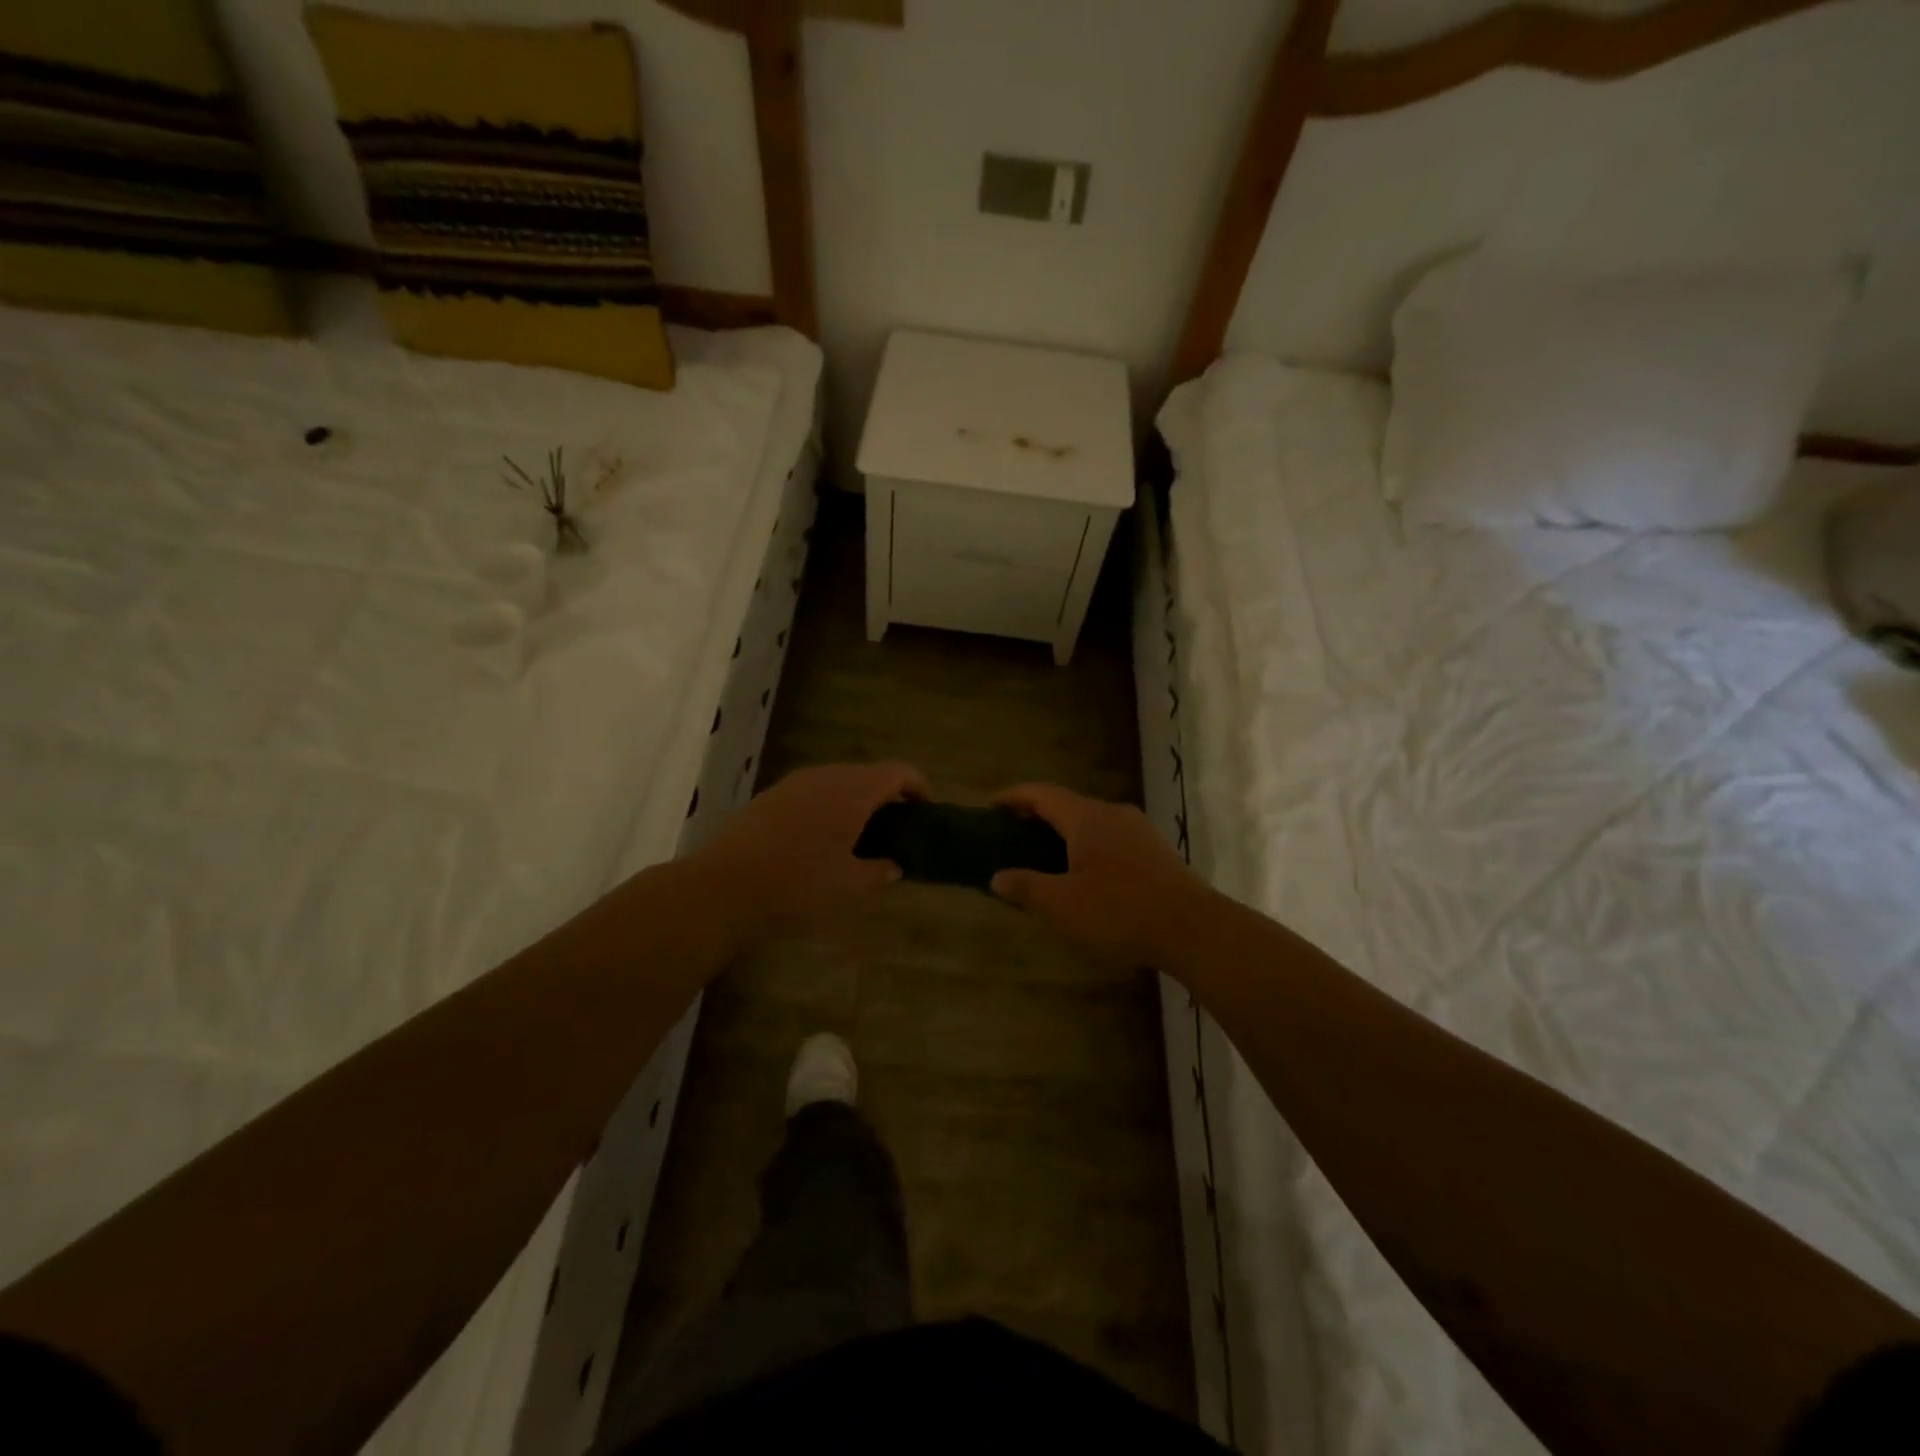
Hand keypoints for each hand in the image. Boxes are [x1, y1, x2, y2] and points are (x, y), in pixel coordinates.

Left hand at [695, 761, 926, 942]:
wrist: (725, 887)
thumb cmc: (799, 885)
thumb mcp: (850, 886)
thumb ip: (879, 873)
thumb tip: (894, 866)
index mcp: (853, 790)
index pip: (898, 772)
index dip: (918, 788)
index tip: (925, 812)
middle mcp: (826, 776)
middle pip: (867, 775)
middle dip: (886, 798)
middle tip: (895, 831)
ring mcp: (794, 784)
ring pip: (837, 783)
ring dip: (855, 803)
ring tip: (859, 838)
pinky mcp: (770, 798)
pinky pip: (812, 794)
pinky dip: (827, 809)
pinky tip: (820, 843)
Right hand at [990, 783, 1210, 966]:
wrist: (1192, 928)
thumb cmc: (1119, 911)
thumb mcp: (1063, 904)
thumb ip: (1027, 887)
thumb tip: (996, 877)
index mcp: (1086, 817)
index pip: (1042, 794)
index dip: (1014, 797)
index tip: (991, 806)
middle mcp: (1113, 813)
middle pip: (1067, 804)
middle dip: (1037, 815)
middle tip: (1012, 834)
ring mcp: (1138, 830)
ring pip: (1091, 821)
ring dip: (1064, 831)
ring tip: (1044, 855)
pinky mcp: (1155, 850)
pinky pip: (1110, 837)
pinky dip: (1087, 844)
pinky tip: (1084, 873)